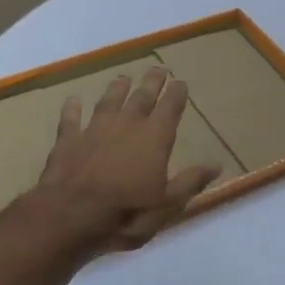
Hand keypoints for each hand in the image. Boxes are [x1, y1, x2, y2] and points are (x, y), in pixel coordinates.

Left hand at [19, 66, 221, 257]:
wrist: (69, 216)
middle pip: (142, 96)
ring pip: (109, 101)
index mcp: (155, 138)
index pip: (170, 108)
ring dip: (117, 88)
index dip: (177, 93)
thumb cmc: (126, 213)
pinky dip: (72, 108)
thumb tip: (217, 165)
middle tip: (158, 69)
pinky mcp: (68, 139)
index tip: (181, 81)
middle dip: (152, 82)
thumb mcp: (167, 204)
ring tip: (123, 77)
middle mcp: (127, 125)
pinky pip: (71, 118)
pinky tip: (73, 100)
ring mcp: (94, 129)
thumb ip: (190, 182)